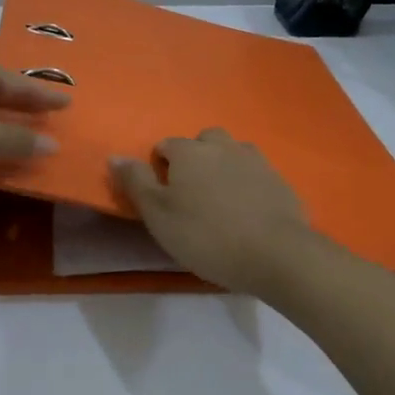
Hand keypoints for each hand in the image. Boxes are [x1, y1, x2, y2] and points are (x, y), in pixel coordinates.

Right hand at [109, 128, 317, 295]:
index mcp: (190, 152)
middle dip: (195, 159)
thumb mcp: (158, 215)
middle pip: (203, 141)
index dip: (159, 167)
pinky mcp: (280, 181)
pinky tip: (247, 212)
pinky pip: (256, 174)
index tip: (162, 196)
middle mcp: (224, 146)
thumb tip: (115, 156)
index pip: (166, 145)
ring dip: (223, 167)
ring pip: (232, 153)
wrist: (276, 254)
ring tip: (220, 201)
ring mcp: (256, 161)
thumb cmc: (206, 235)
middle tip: (191, 195)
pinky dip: (247, 185)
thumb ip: (135, 182)